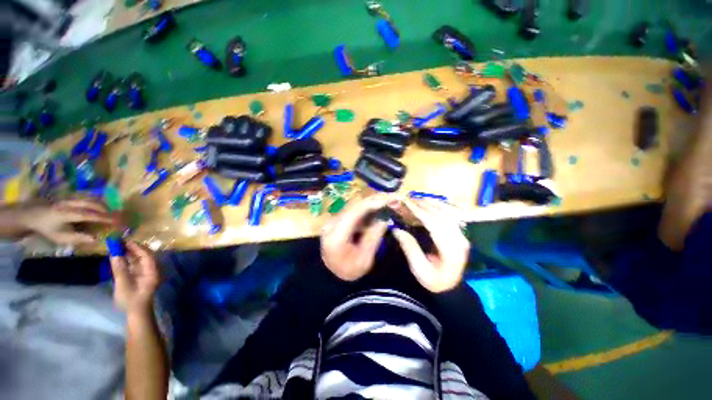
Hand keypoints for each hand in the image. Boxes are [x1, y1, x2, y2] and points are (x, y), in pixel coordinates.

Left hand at [20, 199, 121, 244]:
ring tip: (111, 212)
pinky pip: (87, 197)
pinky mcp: (70, 195)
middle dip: (107, 210)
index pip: (91, 215)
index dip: (105, 218)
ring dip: (103, 205)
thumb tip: (96, 239)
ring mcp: (70, 197)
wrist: (31, 215)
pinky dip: (96, 201)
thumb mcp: (60, 237)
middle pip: (93, 204)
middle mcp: (71, 203)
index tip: (118, 221)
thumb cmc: (47, 229)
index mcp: (68, 213)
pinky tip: (100, 206)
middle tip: (118, 217)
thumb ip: (78, 238)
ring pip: (91, 198)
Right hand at [110, 241, 160, 314]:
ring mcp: (146, 272)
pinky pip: (134, 264)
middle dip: (132, 248)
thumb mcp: (123, 284)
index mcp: (152, 271)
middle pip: (143, 255)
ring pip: (138, 258)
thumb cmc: (131, 300)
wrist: (137, 312)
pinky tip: (118, 256)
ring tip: (117, 246)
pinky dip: (127, 259)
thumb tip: (115, 254)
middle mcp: (151, 269)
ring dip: (129, 253)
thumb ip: (119, 269)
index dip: (136, 247)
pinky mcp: (139, 275)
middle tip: (119, 242)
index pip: (147, 255)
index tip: (125, 241)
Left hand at [320, 195, 390, 280]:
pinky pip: (352, 211)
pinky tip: (376, 209)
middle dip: (373, 201)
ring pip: (353, 207)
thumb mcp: (365, 258)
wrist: (332, 278)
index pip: (354, 212)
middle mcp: (331, 225)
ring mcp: (332, 222)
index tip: (388, 200)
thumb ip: (374, 236)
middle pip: (353, 206)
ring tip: (386, 202)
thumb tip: (384, 218)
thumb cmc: (349, 271)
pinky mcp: (335, 222)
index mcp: (336, 236)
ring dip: (370, 203)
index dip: (372, 203)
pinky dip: (365, 209)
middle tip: (390, 199)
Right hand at [392, 199, 469, 292]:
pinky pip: (451, 214)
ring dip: (431, 203)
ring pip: (447, 212)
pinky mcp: (460, 232)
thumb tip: (396, 229)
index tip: (406, 203)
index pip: (434, 224)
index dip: (419, 212)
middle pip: (441, 215)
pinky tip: (430, 202)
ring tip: (416, 199)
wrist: (451, 288)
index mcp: (451, 249)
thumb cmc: (434, 281)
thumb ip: (410, 248)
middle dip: (423, 205)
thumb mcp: (420, 269)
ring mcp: (462, 234)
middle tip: (407, 199)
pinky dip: (439, 206)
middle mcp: (460, 238)